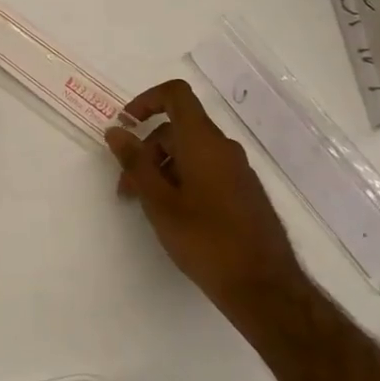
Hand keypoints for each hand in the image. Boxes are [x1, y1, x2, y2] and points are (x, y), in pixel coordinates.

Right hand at [106, 79, 297, 301]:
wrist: (263, 286)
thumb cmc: (205, 240)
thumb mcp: (159, 202)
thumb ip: (135, 163)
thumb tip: (116, 130)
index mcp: (203, 142)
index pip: (176, 94)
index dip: (147, 100)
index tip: (126, 126)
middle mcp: (223, 147)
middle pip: (177, 128)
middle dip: (145, 150)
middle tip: (126, 189)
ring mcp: (237, 170)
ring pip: (190, 152)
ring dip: (161, 169)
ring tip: (145, 207)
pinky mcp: (243, 191)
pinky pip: (206, 170)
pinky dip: (181, 180)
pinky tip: (173, 215)